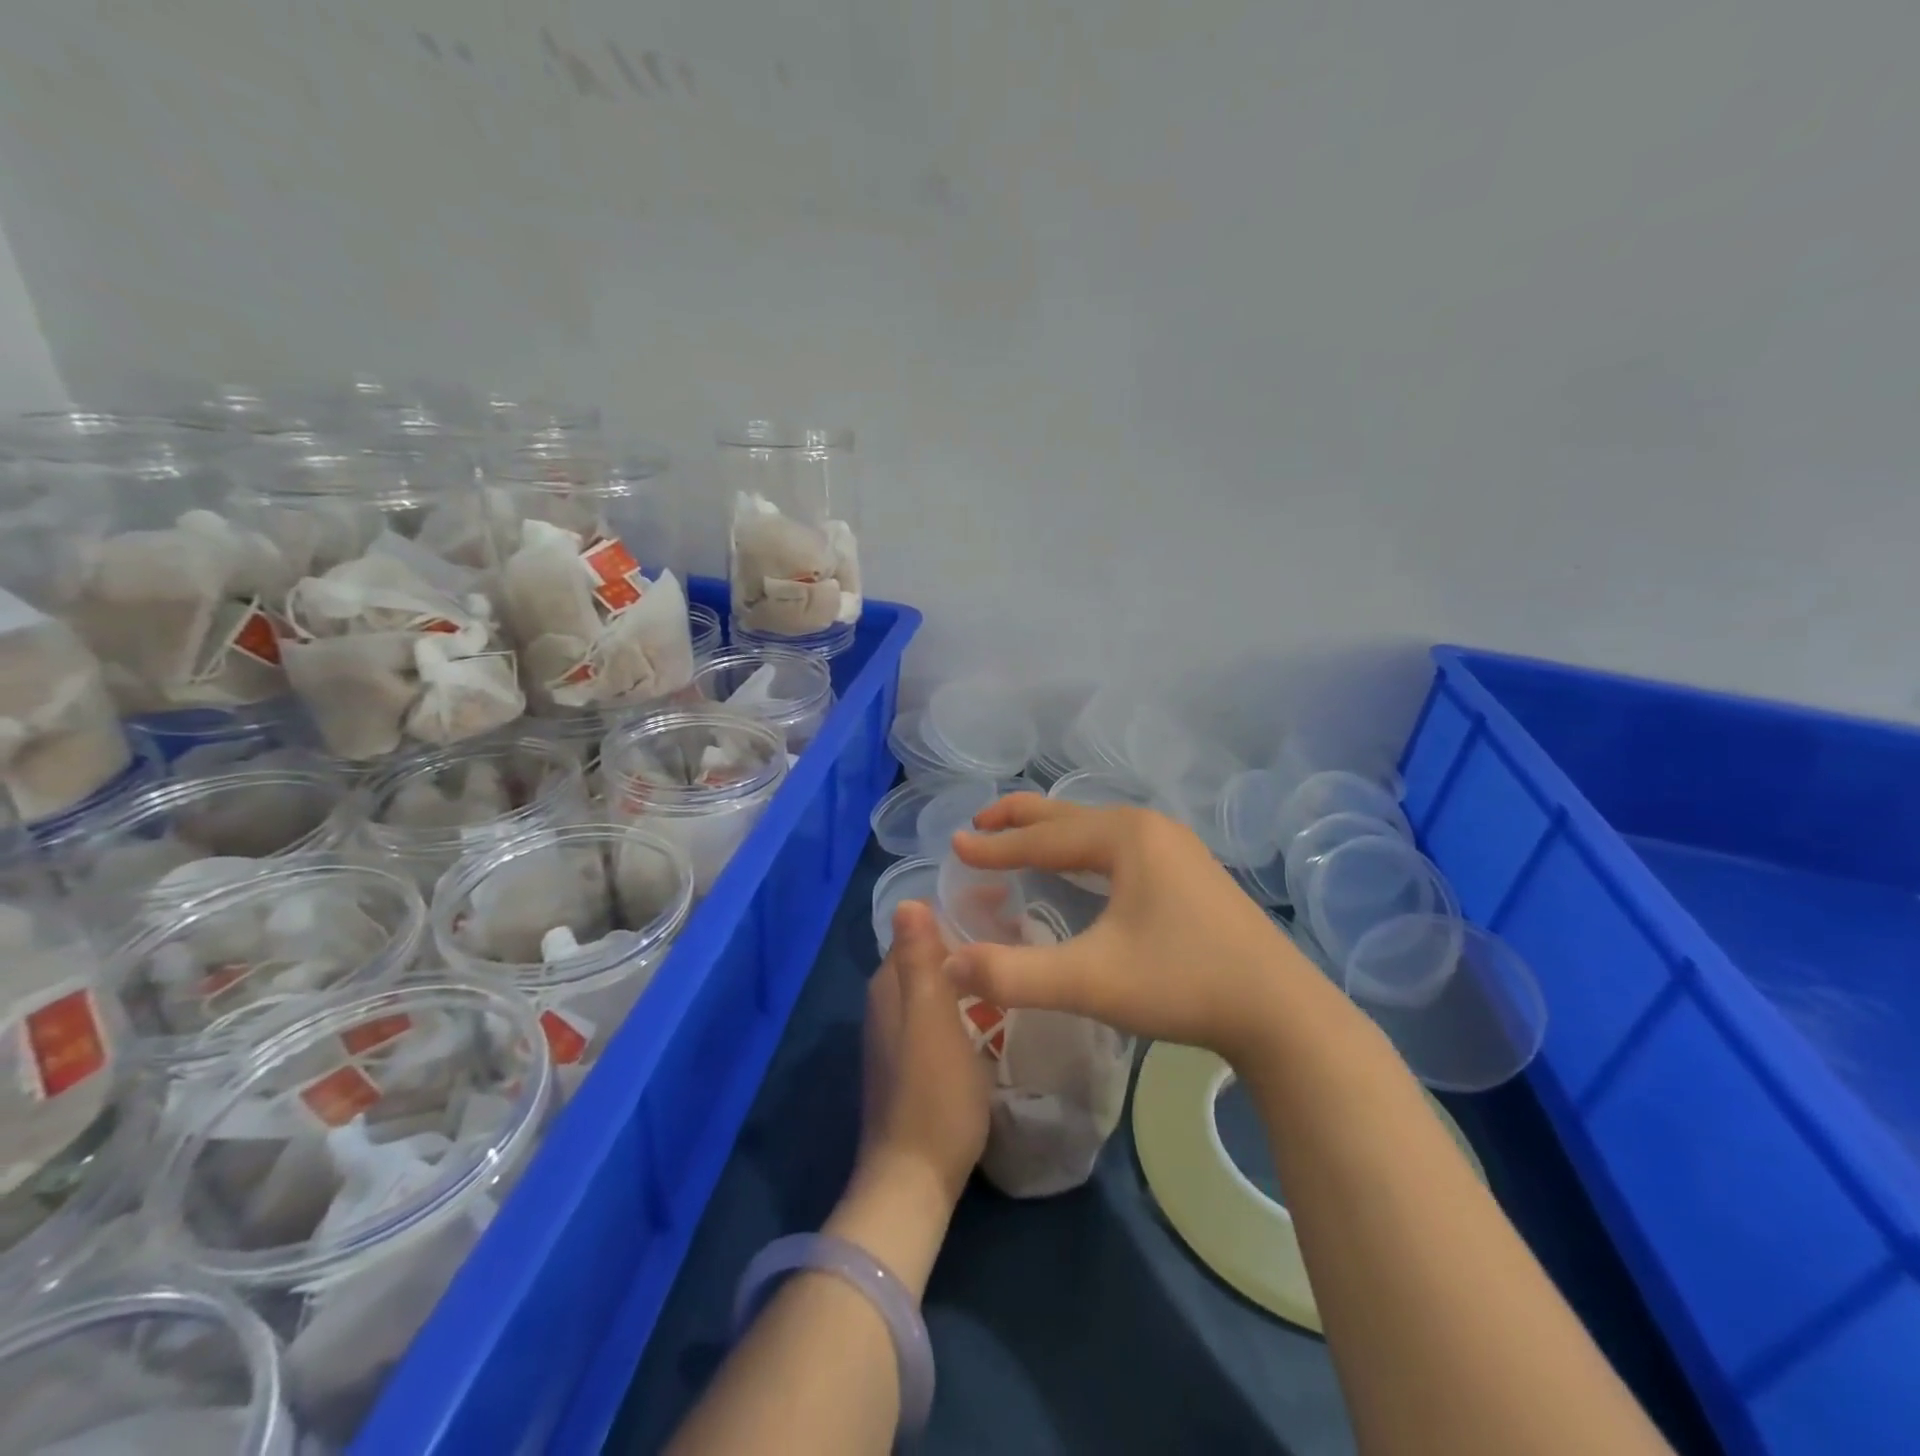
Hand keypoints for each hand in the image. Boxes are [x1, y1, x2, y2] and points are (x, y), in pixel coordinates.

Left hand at [857, 899, 990, 1205]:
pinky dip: (969, 998)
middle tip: (1023, 928)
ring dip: (972, 967)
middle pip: (932, 951)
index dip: (962, 907)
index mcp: (889, 985)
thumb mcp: (931, 1019)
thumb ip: (919, 960)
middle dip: (971, 934)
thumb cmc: (932, 1094)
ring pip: (939, 981)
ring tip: (1016, 960)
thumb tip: (909, 901)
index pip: (923, 925)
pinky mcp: (915, 1060)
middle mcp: (888, 1002)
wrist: (914, 1178)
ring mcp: (900, 1033)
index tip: (1008, 898)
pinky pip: (944, 1009)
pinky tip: (996, 1007)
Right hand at [943, 794, 1314, 1066]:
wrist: (1280, 1011)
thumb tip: (947, 966)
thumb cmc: (1182, 984)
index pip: (1043, 838)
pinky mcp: (1190, 870)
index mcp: (1124, 837)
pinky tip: (1084, 868)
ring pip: (1097, 830)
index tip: (955, 845)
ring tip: (1020, 840)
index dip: (995, 845)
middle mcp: (1149, 828)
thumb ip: (1014, 974)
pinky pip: (1120, 845)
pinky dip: (1084, 849)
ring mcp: (1175, 846)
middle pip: (1069, 817)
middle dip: (1020, 820)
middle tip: (978, 824)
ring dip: (1054, 833)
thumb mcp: (1091, 981)